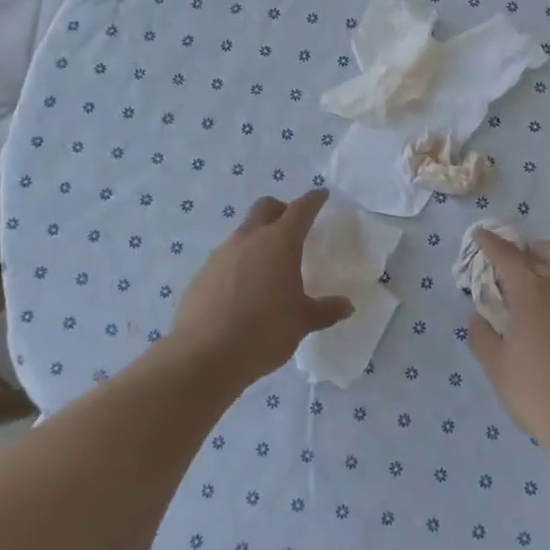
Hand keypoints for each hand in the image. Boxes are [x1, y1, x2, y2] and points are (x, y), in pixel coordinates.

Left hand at [170, 189, 353, 387]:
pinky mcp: (202, 274)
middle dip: (281, 209)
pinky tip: (242, 290)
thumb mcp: (302, 322)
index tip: (321, 195)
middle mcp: (249, 239)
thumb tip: (346, 306)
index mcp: (279, 242)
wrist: (204, 355)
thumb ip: (325, 310)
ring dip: (257, 238)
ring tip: (267, 265)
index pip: (300, 210)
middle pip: (265, 207)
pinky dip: (238, 264)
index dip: (313, 200)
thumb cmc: (264, 332)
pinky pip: (225, 258)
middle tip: (292, 225)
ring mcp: (221, 254)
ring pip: (243, 232)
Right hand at [466, 229, 549, 458]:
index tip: (481, 236)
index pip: (509, 256)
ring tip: (536, 302)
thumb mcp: (497, 368)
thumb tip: (479, 318)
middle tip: (519, 266)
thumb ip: (482, 337)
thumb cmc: (537, 393)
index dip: (492, 243)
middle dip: (536, 249)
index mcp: (534, 293)